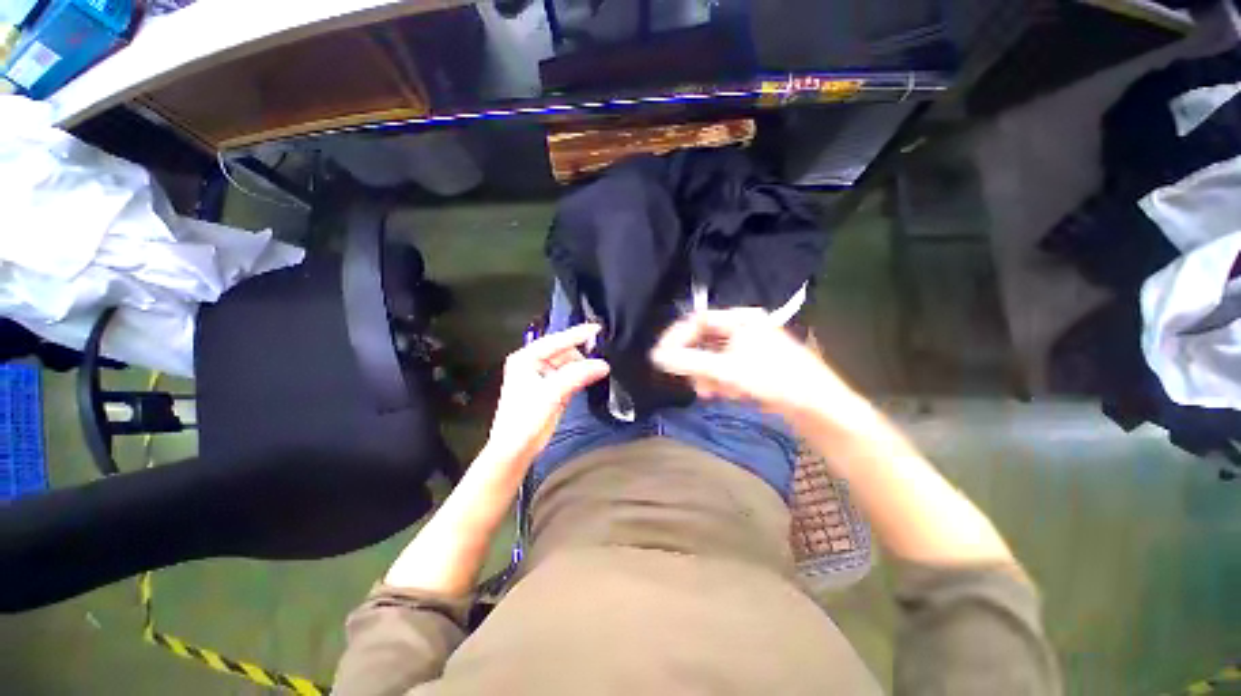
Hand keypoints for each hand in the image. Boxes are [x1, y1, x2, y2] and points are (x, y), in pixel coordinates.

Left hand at [485, 323, 610, 466]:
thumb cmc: (525, 418)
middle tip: (602, 356)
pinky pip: (570, 376)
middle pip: (564, 352)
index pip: (556, 341)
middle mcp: (533, 363)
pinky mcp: (551, 389)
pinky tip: (592, 378)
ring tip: (600, 369)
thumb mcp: (551, 393)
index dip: (577, 334)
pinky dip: (581, 377)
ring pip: (568, 364)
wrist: (516, 449)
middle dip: (582, 354)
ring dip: (583, 367)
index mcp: (526, 358)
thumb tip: (603, 364)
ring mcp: (542, 376)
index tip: (598, 329)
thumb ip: (577, 375)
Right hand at [650, 309, 860, 424]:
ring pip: (716, 357)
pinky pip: (728, 368)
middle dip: (695, 362)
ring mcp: (753, 347)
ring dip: (709, 375)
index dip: (677, 338)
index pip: (698, 321)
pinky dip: (723, 380)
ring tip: (712, 393)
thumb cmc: (773, 380)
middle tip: (690, 380)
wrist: (819, 407)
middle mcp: (746, 328)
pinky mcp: (757, 365)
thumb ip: (689, 362)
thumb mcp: (726, 370)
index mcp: (741, 320)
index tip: (662, 357)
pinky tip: (729, 394)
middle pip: (706, 340)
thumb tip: (656, 357)